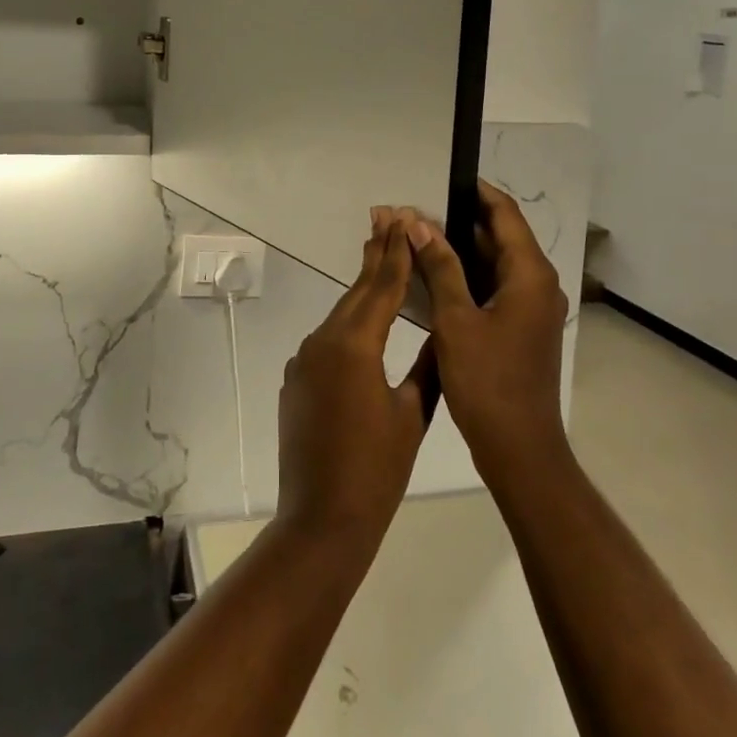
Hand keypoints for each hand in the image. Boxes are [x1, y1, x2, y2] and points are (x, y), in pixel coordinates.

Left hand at [275, 212, 433, 545]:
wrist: (321, 520)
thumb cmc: (377, 471)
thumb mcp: (412, 414)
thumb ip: (427, 366)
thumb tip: (441, 332)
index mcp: (355, 345)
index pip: (382, 287)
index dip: (396, 252)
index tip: (404, 219)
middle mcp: (323, 341)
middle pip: (357, 291)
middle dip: (376, 255)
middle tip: (389, 216)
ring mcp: (304, 360)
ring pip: (341, 315)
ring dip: (363, 289)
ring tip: (381, 257)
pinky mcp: (296, 379)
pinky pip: (328, 341)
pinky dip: (349, 324)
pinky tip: (364, 323)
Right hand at [407, 181, 570, 488]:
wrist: (520, 449)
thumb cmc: (488, 381)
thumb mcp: (455, 320)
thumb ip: (439, 267)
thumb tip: (418, 222)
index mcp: (530, 274)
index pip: (505, 214)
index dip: (476, 191)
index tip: (443, 177)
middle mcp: (538, 284)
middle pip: (501, 236)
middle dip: (459, 221)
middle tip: (415, 212)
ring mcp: (532, 308)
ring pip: (495, 264)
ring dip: (460, 250)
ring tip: (417, 237)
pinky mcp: (522, 328)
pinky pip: (494, 287)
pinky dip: (467, 277)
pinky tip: (434, 277)